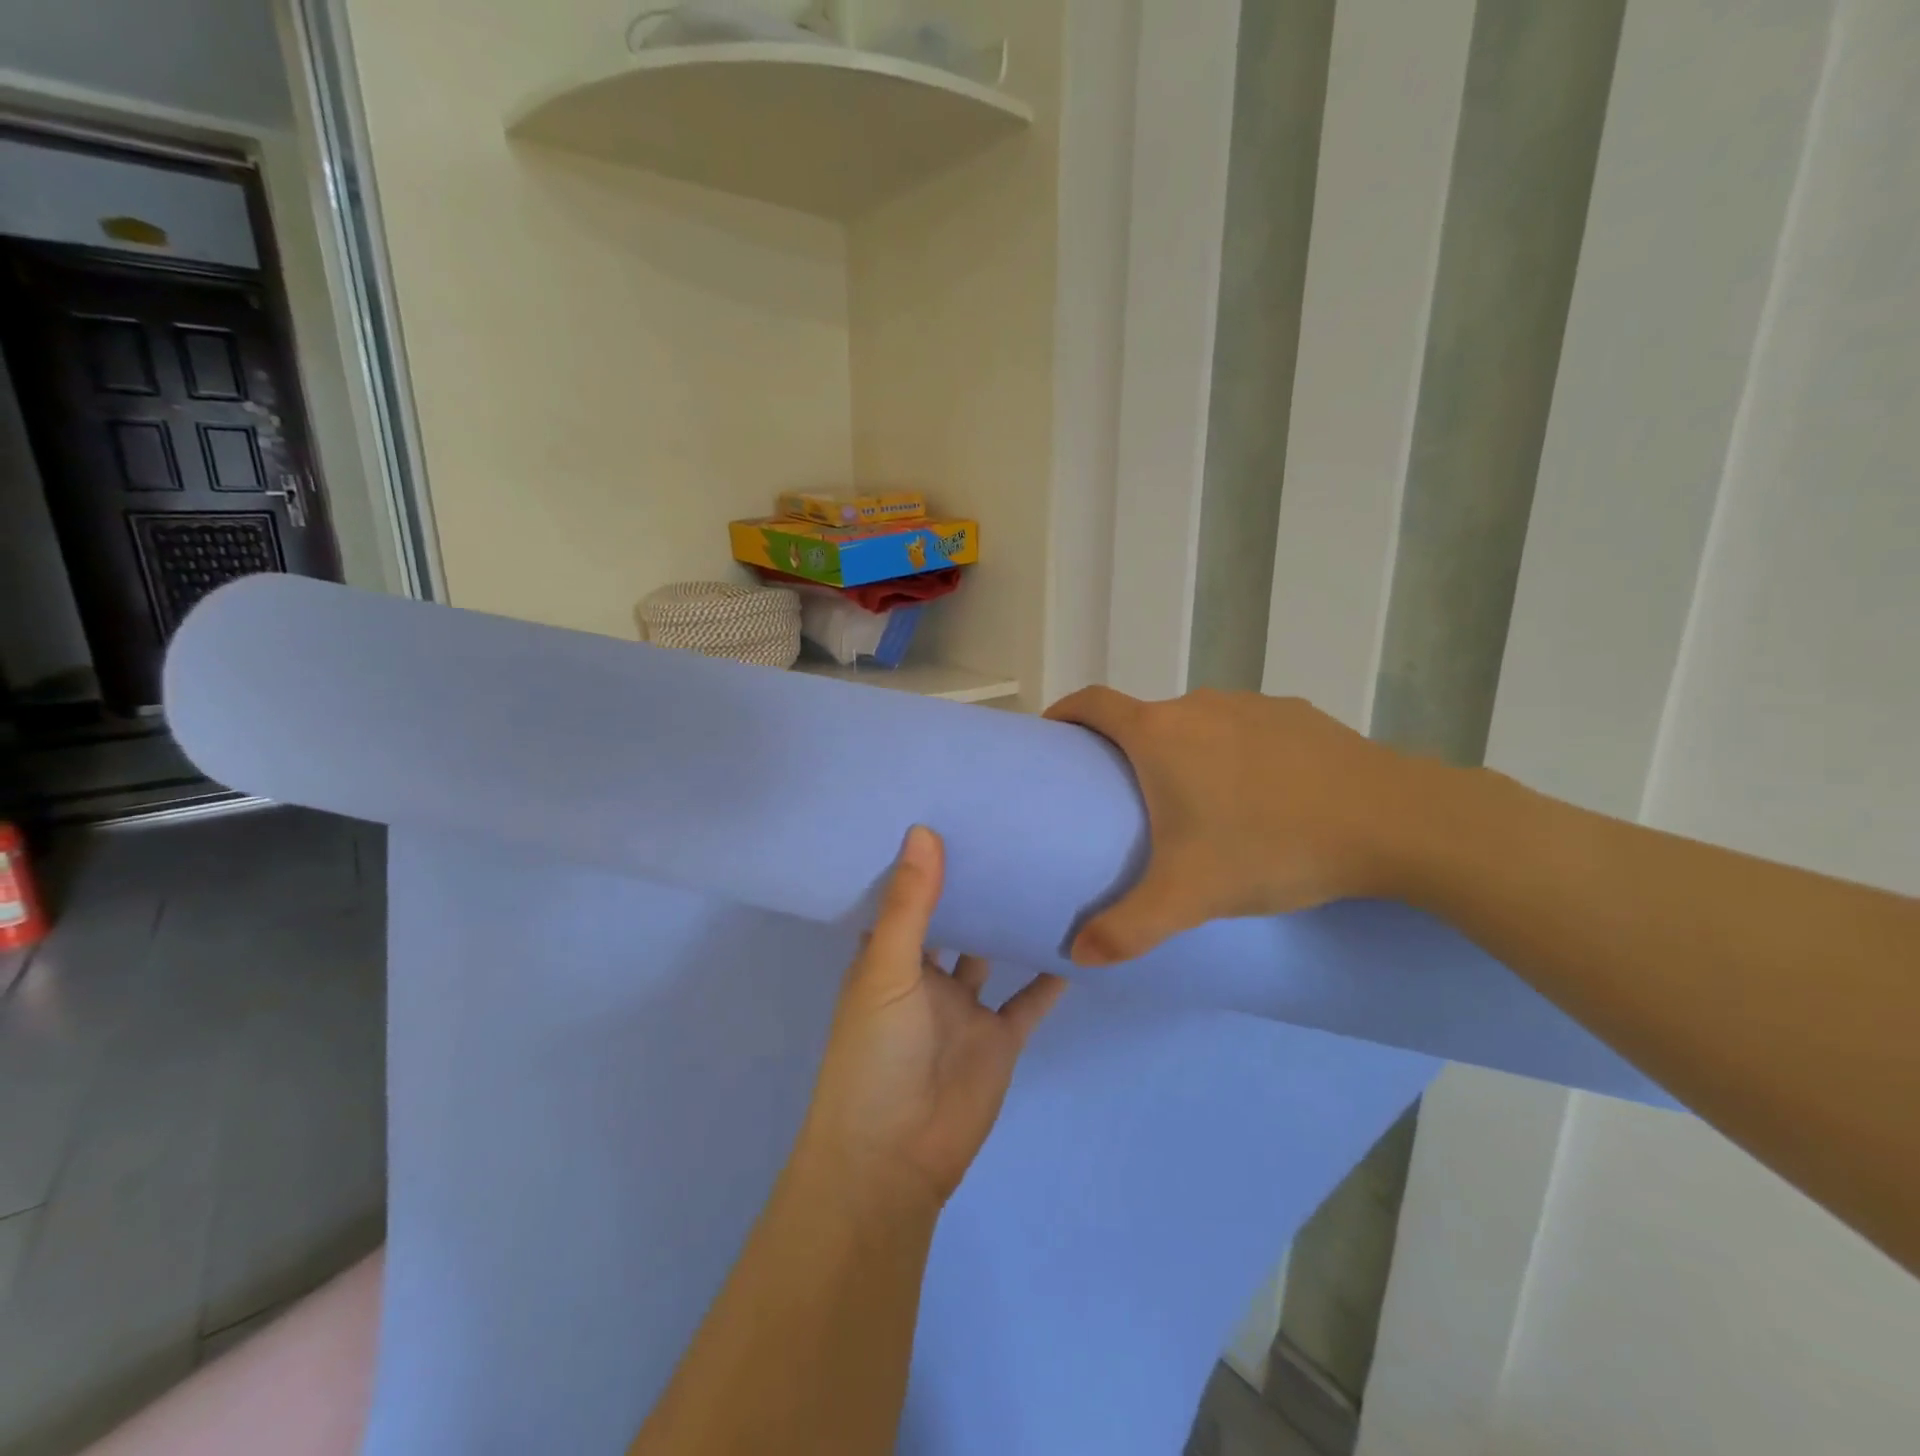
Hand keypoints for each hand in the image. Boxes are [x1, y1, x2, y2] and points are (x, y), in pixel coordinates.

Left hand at [797, 826, 1066, 1211]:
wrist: (895, 1158)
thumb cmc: (875, 1055)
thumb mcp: (885, 971)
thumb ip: (910, 906)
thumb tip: (923, 830)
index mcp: (888, 958)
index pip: (904, 897)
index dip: (922, 862)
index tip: (948, 811)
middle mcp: (926, 976)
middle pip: (953, 921)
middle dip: (972, 885)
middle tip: (1007, 830)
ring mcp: (965, 1009)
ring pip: (991, 954)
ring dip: (1009, 924)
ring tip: (1044, 872)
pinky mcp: (1000, 1038)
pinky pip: (1029, 1000)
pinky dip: (1050, 978)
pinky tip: (1076, 941)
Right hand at [1045, 688, 1428, 964]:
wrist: (1393, 821)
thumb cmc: (1272, 846)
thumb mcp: (1190, 896)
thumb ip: (1128, 928)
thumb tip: (1078, 955)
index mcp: (1159, 734)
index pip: (1092, 704)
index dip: (1065, 714)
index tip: (1054, 737)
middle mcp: (1198, 705)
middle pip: (1144, 718)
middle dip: (1127, 750)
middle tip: (1129, 801)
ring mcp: (1252, 705)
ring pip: (1198, 724)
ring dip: (1184, 752)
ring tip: (1199, 804)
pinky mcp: (1297, 715)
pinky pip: (1246, 730)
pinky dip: (1235, 753)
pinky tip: (1262, 795)